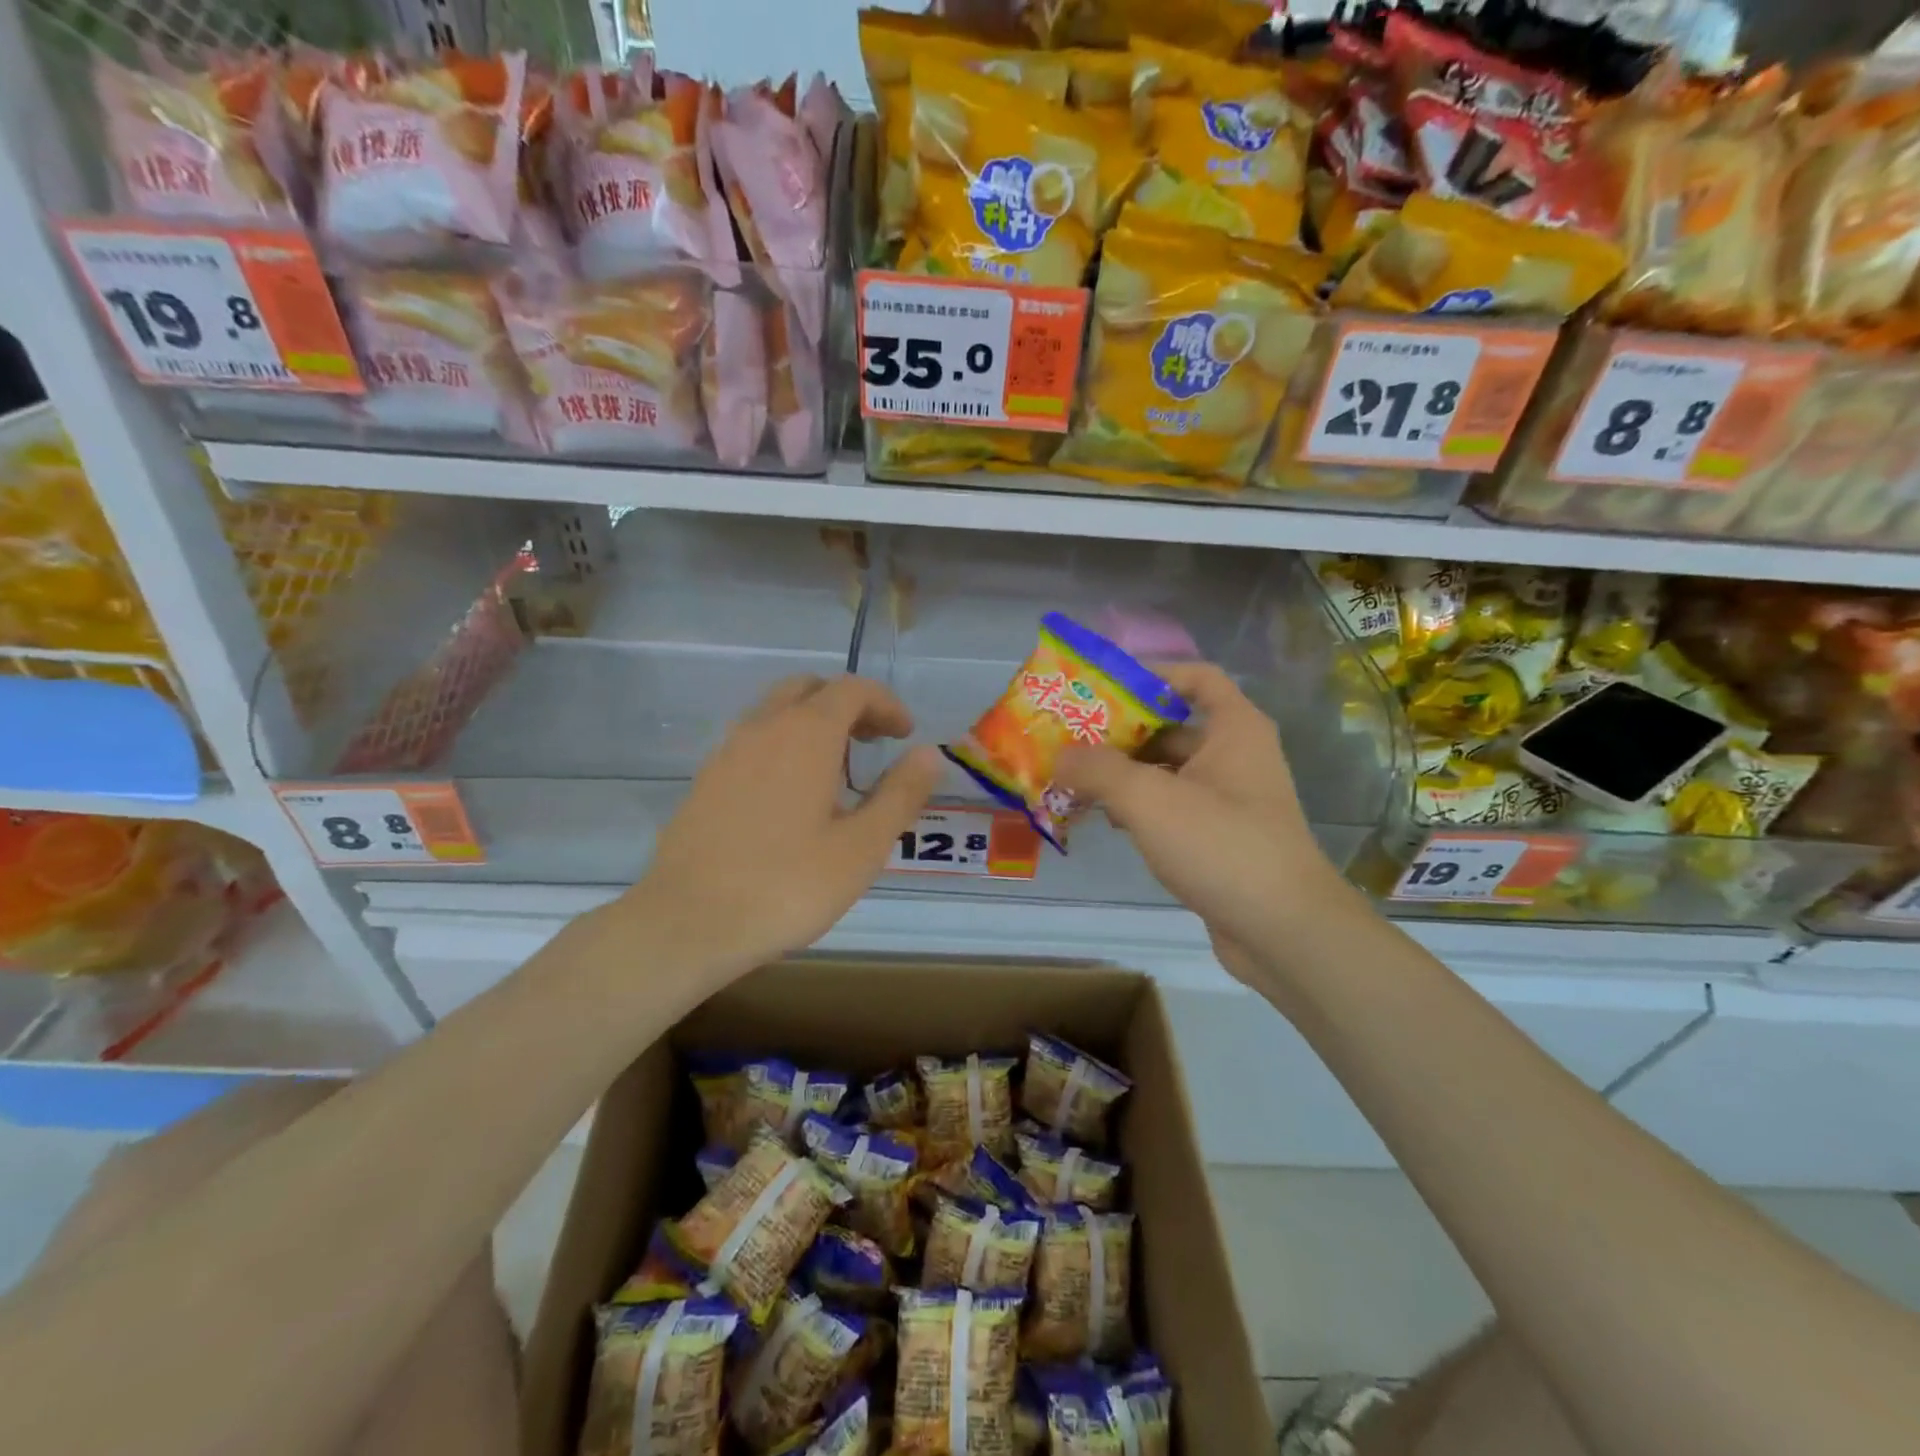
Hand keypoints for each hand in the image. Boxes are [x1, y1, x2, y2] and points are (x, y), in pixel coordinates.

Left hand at [621, 674, 943, 980]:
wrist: (687, 922)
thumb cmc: (787, 885)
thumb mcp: (862, 847)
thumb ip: (900, 794)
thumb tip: (929, 754)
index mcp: (806, 734)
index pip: (852, 689)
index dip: (886, 704)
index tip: (905, 735)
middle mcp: (763, 728)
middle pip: (809, 689)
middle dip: (847, 705)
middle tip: (872, 743)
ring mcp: (727, 752)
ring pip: (776, 712)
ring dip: (813, 724)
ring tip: (837, 771)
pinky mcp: (705, 780)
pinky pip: (753, 741)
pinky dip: (783, 745)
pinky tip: (792, 797)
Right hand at [1056, 662, 1346, 981]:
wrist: (1283, 931)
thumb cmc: (1221, 845)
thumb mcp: (1150, 799)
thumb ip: (1099, 770)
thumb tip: (1060, 755)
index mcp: (1234, 729)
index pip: (1196, 677)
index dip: (1152, 673)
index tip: (1104, 686)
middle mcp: (1236, 757)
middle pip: (1173, 727)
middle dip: (1122, 732)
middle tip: (1071, 737)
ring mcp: (1230, 801)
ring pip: (1168, 772)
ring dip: (1125, 774)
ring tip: (1075, 779)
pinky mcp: (1220, 839)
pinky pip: (1172, 808)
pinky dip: (1140, 808)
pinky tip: (1106, 820)